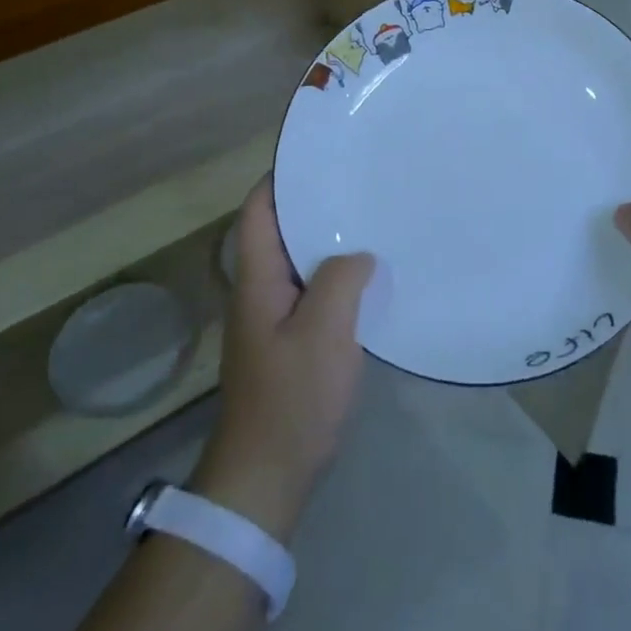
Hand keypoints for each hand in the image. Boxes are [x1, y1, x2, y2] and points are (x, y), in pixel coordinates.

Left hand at [191, 177, 373, 541]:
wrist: (266, 476)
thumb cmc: (291, 397)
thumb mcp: (323, 331)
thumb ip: (341, 279)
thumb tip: (360, 255)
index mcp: (257, 279)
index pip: (260, 211)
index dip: (281, 177)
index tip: (320, 154)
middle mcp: (260, 290)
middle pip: (282, 231)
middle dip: (314, 203)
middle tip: (360, 179)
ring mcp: (274, 318)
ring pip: (301, 261)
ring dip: (329, 239)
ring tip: (372, 216)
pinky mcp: (291, 341)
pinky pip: (314, 291)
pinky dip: (337, 274)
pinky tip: (370, 274)